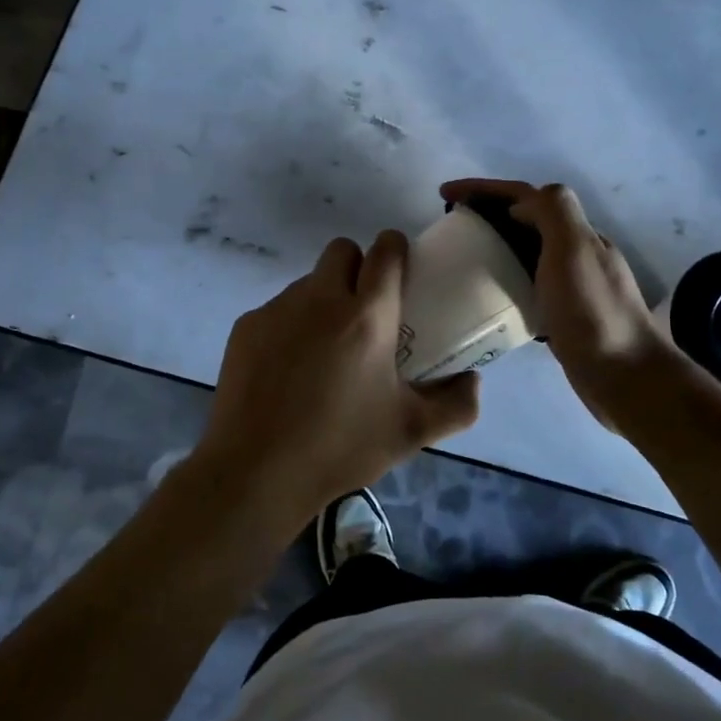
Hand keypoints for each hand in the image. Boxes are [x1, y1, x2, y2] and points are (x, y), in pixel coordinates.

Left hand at [193, 231, 480, 528]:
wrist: (256, 471)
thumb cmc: (340, 448)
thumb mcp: (411, 432)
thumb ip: (456, 404)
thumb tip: (473, 379)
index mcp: (367, 316)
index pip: (385, 250)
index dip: (396, 249)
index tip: (401, 271)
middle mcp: (321, 298)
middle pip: (342, 251)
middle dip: (358, 267)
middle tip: (365, 310)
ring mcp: (278, 309)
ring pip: (309, 281)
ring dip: (323, 299)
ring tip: (325, 350)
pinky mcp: (247, 326)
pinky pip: (278, 309)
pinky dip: (290, 326)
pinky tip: (288, 370)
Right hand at [440, 179, 676, 428]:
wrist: (625, 376)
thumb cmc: (592, 311)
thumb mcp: (574, 248)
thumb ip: (553, 211)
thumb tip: (519, 205)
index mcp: (577, 232)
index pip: (525, 195)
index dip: (484, 188)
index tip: (445, 193)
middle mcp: (576, 253)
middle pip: (525, 219)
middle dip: (487, 213)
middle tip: (450, 225)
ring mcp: (572, 285)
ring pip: (526, 252)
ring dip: (494, 245)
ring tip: (460, 257)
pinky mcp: (563, 314)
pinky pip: (526, 284)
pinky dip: (504, 279)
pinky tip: (486, 295)